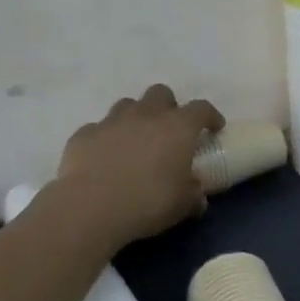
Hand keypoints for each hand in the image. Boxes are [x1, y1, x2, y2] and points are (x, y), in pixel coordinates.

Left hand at [53, 85, 224, 249]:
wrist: (92, 207)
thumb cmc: (149, 202)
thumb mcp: (183, 205)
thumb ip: (194, 195)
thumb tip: (198, 195)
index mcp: (178, 127)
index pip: (201, 109)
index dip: (210, 116)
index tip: (214, 128)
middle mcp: (146, 115)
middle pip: (161, 93)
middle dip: (168, 107)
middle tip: (169, 130)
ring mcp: (112, 121)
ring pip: (128, 105)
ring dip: (136, 118)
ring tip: (136, 141)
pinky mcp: (84, 134)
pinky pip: (99, 129)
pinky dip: (106, 139)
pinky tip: (105, 158)